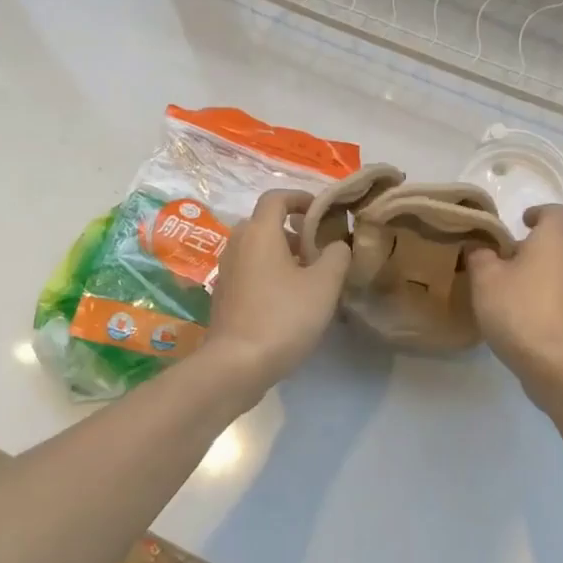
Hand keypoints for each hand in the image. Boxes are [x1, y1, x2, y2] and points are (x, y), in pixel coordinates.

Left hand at [200, 189, 349, 395]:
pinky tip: (290, 299)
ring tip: (310, 275)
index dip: (301, 198)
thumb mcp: (324, 285)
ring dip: (283, 253)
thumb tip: (337, 244)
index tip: (322, 211)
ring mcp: (227, 271)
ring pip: (258, 248)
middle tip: (320, 247)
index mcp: (259, 232)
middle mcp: (238, 244)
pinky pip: (250, 270)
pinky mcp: (224, 295)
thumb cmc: (283, 316)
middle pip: (266, 222)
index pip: (276, 197)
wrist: (236, 364)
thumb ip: (336, 256)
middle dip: (294, 229)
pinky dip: (270, 272)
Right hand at [466, 204, 562, 393]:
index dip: (538, 212)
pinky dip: (539, 299)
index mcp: (553, 243)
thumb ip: (479, 255)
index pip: (556, 213)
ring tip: (502, 293)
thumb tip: (480, 247)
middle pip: (552, 245)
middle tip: (497, 263)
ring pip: (554, 272)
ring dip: (532, 276)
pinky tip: (517, 318)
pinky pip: (557, 298)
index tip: (519, 222)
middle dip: (526, 250)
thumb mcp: (485, 278)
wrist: (554, 365)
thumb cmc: (518, 310)